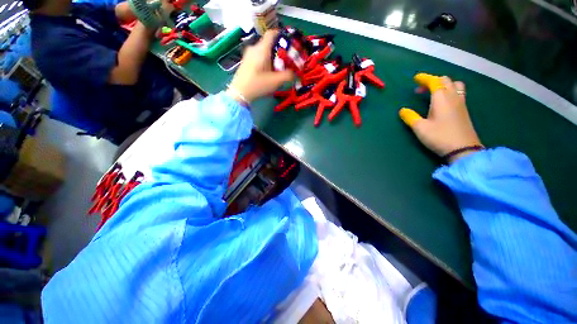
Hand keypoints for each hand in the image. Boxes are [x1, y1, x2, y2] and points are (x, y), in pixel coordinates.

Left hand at [227, 30, 294, 103]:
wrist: (239, 93)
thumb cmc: (258, 85)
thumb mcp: (276, 81)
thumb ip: (287, 75)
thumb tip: (294, 73)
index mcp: (262, 49)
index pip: (272, 33)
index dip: (282, 36)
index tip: (289, 45)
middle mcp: (254, 48)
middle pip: (269, 44)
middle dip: (279, 51)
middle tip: (286, 61)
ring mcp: (249, 55)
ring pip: (264, 51)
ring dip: (273, 58)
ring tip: (278, 69)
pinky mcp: (246, 62)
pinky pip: (259, 57)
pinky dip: (266, 61)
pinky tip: (268, 72)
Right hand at [399, 73, 482, 162]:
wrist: (463, 149)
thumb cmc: (439, 137)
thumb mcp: (420, 128)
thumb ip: (410, 117)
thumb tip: (402, 110)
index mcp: (441, 99)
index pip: (434, 82)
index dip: (424, 78)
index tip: (416, 78)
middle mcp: (453, 97)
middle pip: (445, 80)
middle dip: (433, 80)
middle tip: (421, 88)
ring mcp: (461, 103)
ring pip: (455, 85)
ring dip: (444, 84)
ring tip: (434, 92)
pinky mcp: (464, 110)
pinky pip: (458, 92)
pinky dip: (449, 91)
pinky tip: (443, 101)